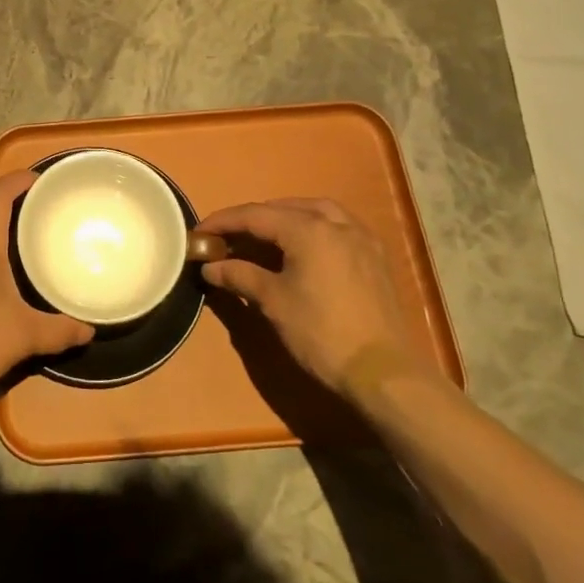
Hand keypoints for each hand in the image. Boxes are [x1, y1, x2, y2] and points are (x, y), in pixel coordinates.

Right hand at [196, 197, 429, 393]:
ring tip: (265, 235)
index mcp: (308, 229)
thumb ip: (240, 276)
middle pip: (284, 208)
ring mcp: (360, 238)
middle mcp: (336, 223)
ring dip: (286, 217)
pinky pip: (337, 226)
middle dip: (254, 219)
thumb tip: (210, 267)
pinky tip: (305, 246)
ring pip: (315, 211)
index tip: (200, 232)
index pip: (255, 215)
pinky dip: (313, 227)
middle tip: (229, 237)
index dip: (224, 221)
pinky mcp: (375, 257)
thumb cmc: (322, 333)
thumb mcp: (273, 303)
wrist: (384, 374)